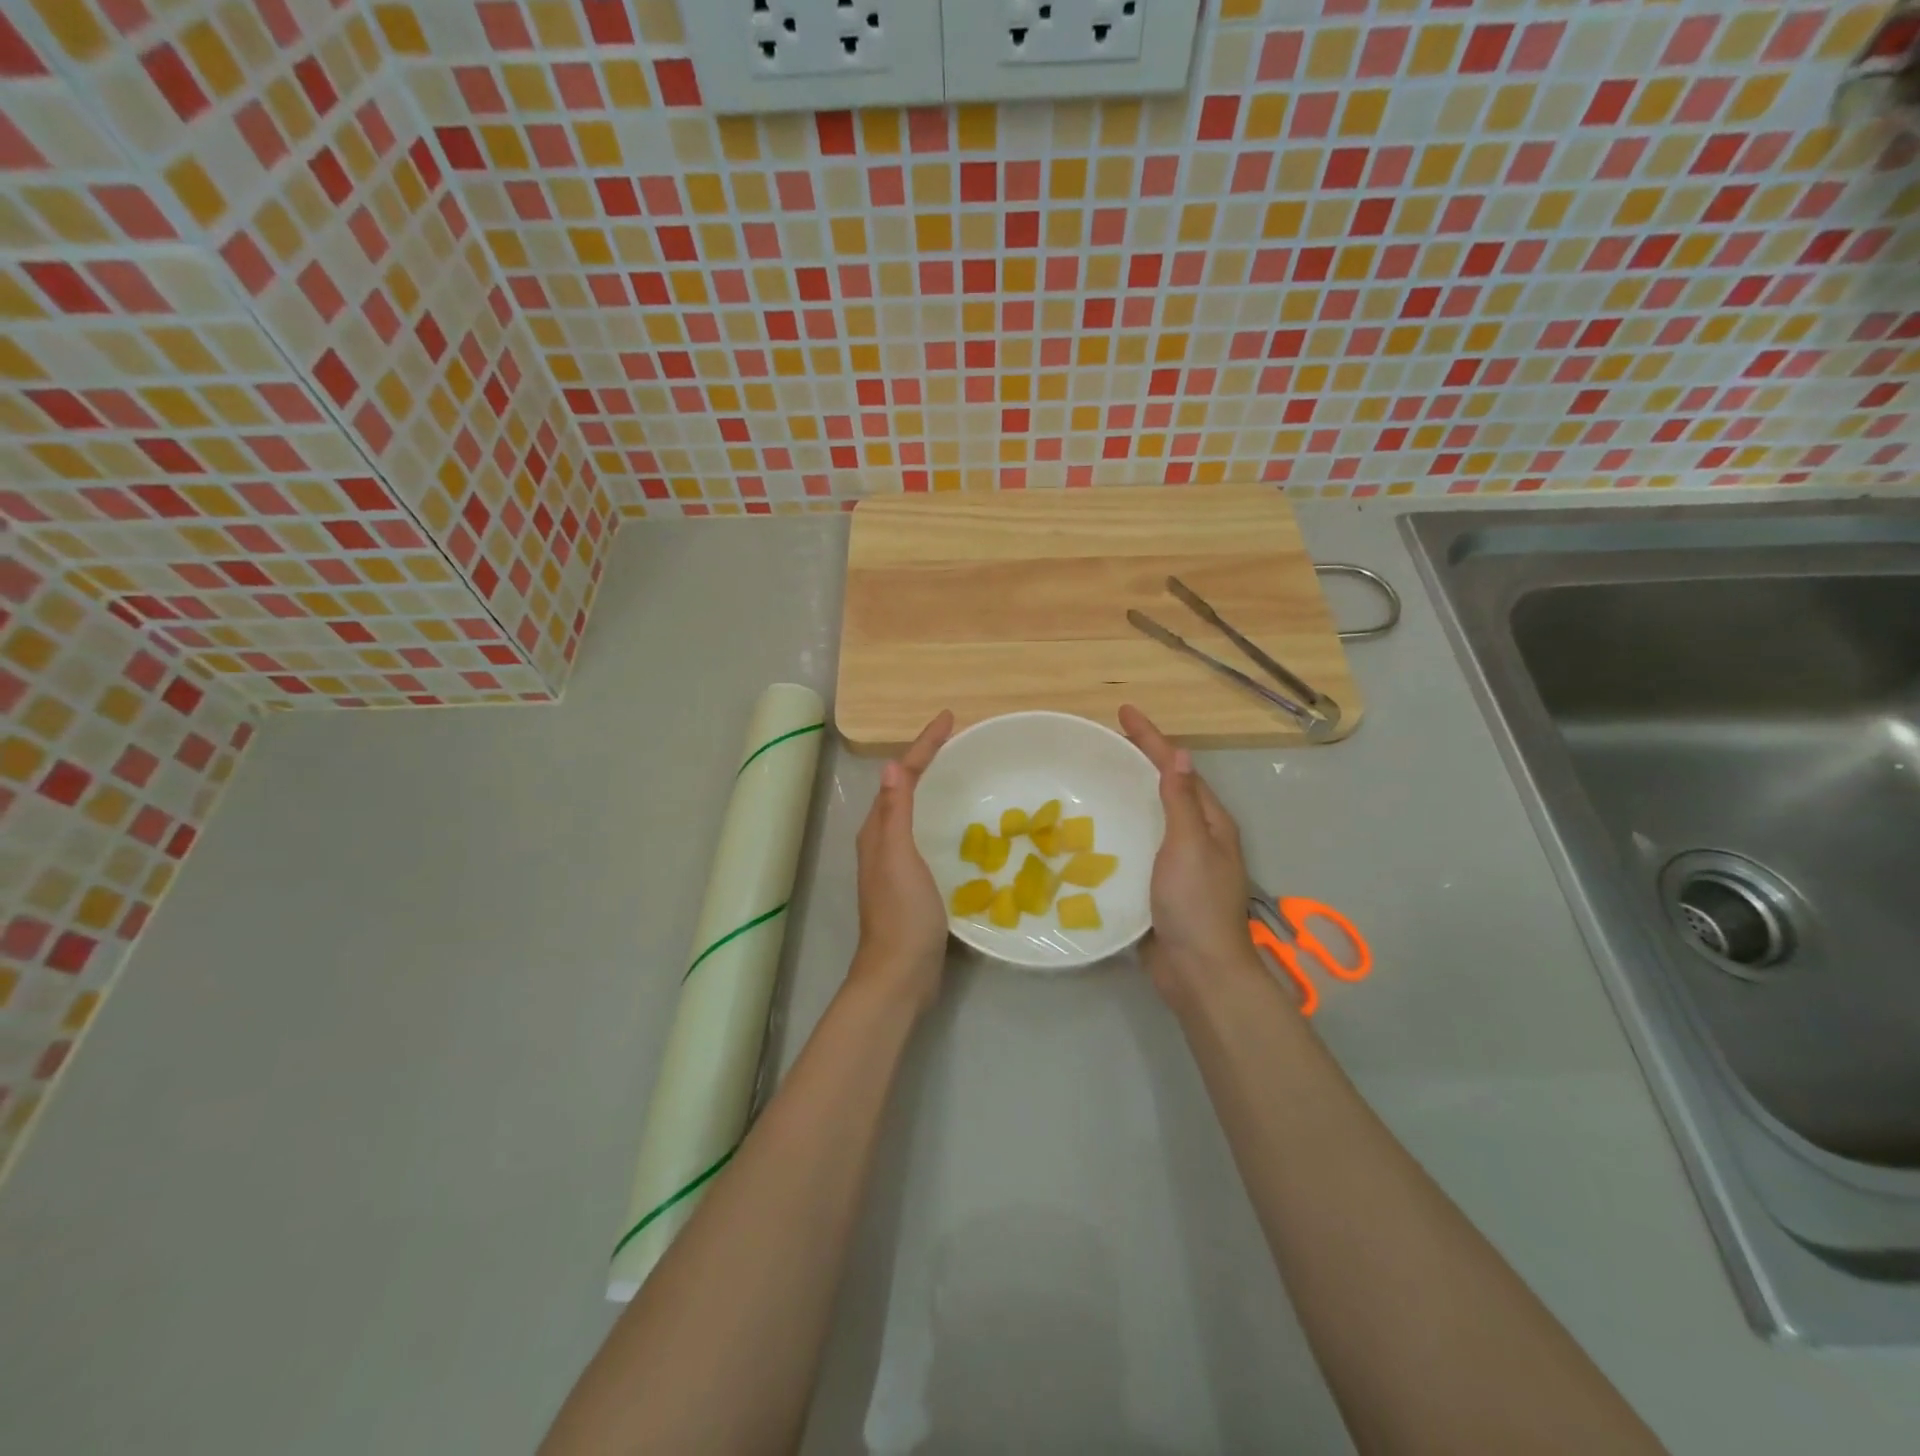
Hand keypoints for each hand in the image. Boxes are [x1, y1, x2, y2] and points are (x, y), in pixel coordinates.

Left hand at [852, 710, 953, 1012]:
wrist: (900, 973)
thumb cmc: (902, 913)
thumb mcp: (899, 857)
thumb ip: (895, 813)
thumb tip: (890, 765)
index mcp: (879, 831)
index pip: (901, 776)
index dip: (924, 745)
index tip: (949, 718)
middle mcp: (883, 841)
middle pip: (905, 789)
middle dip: (928, 760)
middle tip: (957, 739)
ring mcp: (898, 863)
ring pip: (916, 812)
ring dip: (934, 787)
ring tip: (961, 771)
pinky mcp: (914, 882)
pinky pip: (928, 835)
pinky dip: (941, 817)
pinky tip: (961, 824)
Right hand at [1119, 705, 1264, 1008]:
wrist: (1198, 971)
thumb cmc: (1195, 903)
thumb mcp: (1189, 845)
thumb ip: (1180, 802)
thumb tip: (1180, 754)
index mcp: (1209, 822)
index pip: (1177, 768)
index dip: (1152, 738)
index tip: (1124, 712)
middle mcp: (1196, 837)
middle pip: (1165, 787)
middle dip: (1139, 760)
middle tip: (1105, 742)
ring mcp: (1176, 863)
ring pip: (1149, 816)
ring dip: (1127, 794)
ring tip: (1094, 778)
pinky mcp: (1157, 885)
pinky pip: (1136, 846)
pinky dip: (1118, 830)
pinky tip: (1093, 830)